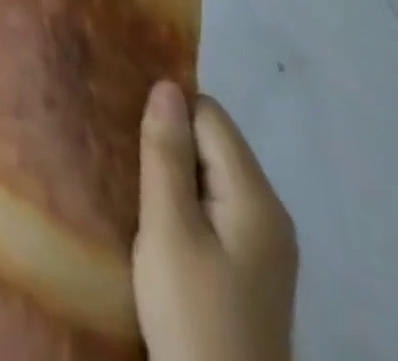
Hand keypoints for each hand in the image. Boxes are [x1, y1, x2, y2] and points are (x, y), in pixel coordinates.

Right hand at [133, 84, 297, 360]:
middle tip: (127, 160)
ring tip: (137, 189)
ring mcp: (265, 246)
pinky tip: (159, 225)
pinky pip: (216, 209)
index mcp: (256, 198)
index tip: (130, 132)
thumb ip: (166, 153)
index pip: (210, 116)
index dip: (169, 115)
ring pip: (212, 176)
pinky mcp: (251, 270)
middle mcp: (271, 213)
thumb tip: (166, 85)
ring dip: (175, 175)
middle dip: (171, 144)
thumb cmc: (192, 313)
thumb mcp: (168, 229)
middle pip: (215, 144)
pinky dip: (186, 204)